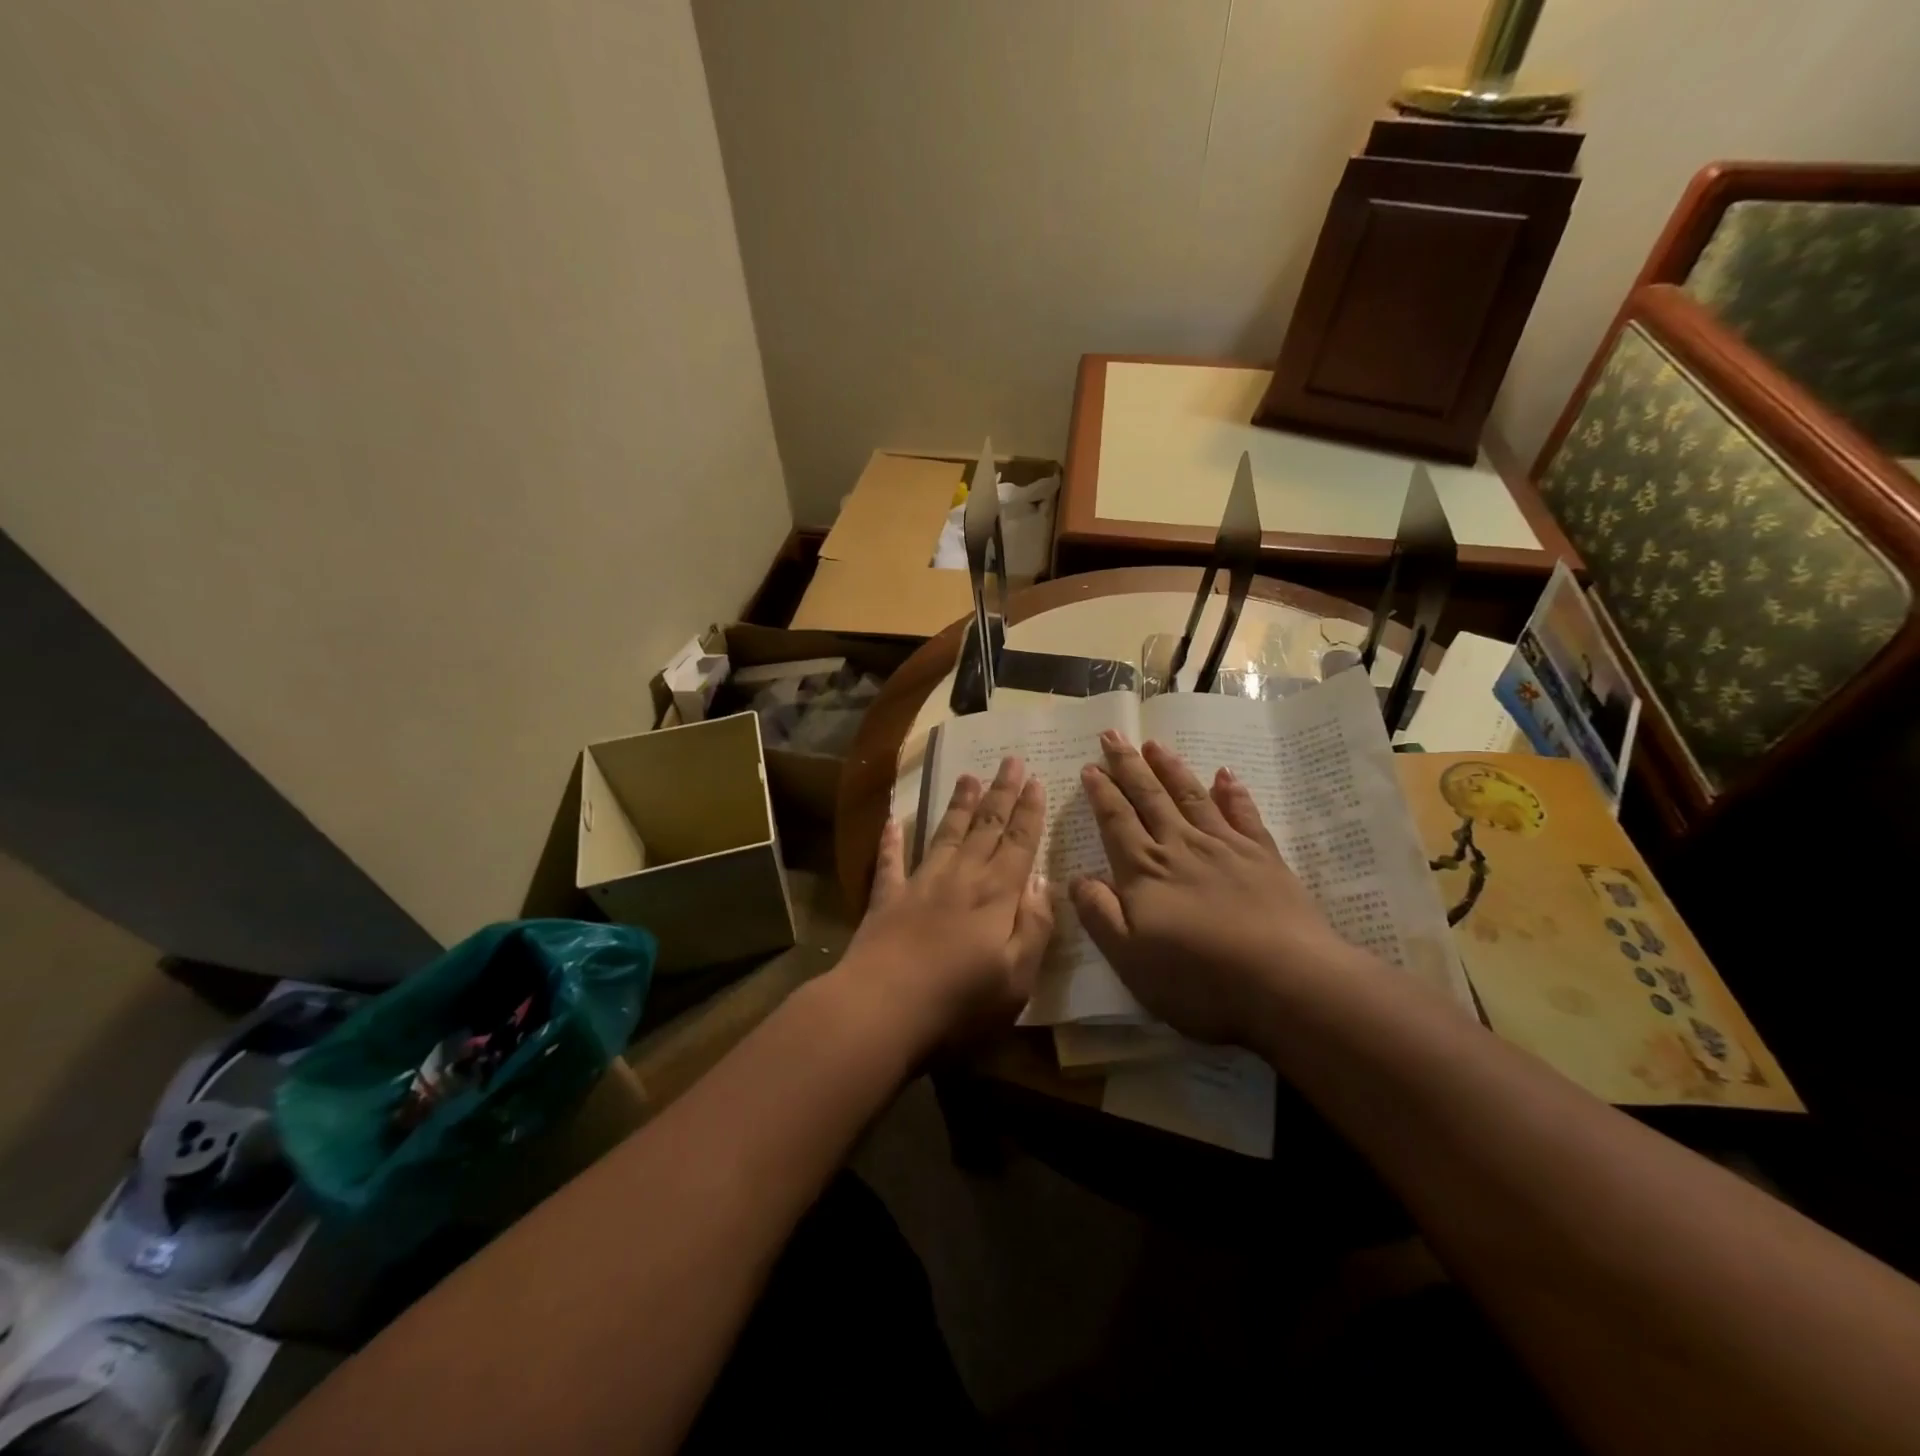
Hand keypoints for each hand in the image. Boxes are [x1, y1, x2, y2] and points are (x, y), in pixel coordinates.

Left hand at [838, 755, 1053, 1050]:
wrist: (884, 1007)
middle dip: (1001, 793)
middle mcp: (961, 878)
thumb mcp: (1018, 976)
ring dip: (958, 805)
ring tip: (968, 776)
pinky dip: (891, 840)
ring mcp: (920, 884)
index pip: (1019, 844)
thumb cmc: (960, 1001)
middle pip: (985, 827)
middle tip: (1010, 760)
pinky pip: (890, 861)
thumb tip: (1044, 882)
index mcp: (996, 895)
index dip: (1029, 812)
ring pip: (944, 834)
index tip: (1035, 780)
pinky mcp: (887, 899)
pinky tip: (892, 821)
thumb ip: (1035, 926)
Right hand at [1069, 731, 1364, 1044]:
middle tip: (1113, 735)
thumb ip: (1100, 914)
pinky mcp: (1263, 857)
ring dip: (1170, 768)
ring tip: (1154, 744)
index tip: (1090, 766)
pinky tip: (1225, 775)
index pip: (1116, 821)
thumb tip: (1077, 878)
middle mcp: (1181, 847)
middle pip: (1149, 797)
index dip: (1101, 792)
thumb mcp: (1130, 959)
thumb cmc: (1199, 979)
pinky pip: (1243, 815)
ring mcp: (1225, 847)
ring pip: (1191, 796)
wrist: (1286, 982)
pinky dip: (1232, 793)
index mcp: (1145, 871)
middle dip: (1128, 765)